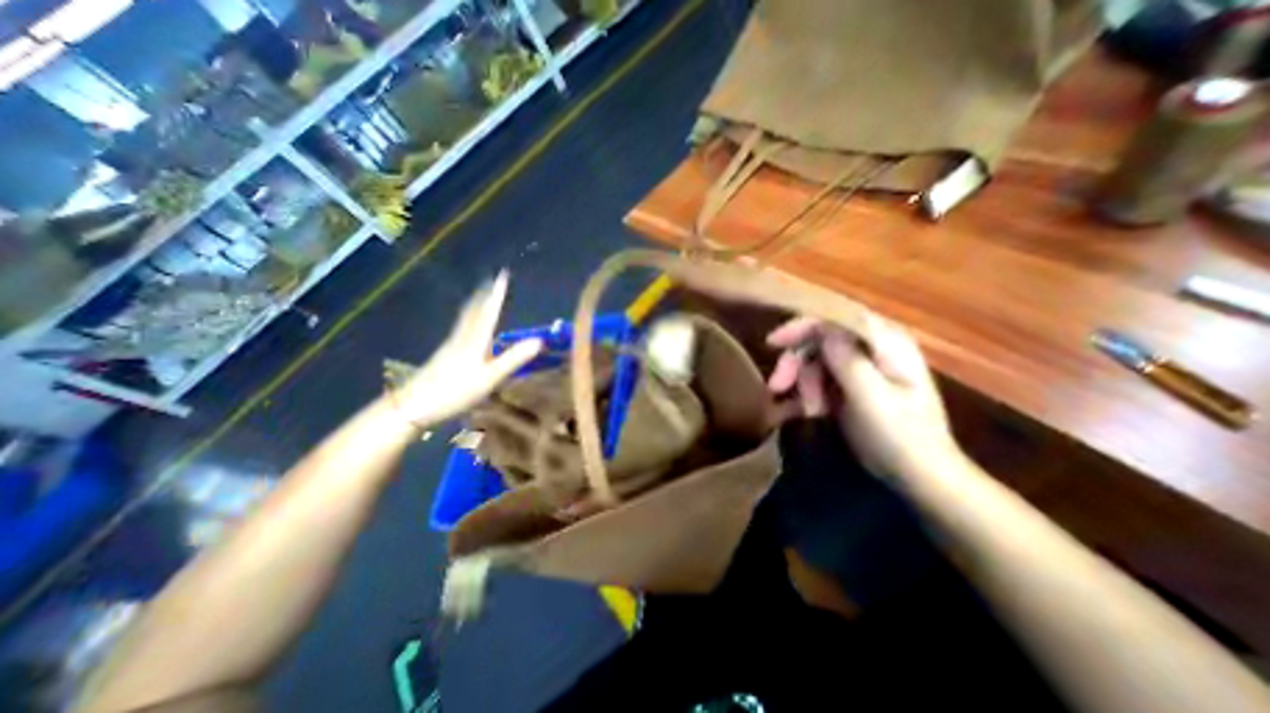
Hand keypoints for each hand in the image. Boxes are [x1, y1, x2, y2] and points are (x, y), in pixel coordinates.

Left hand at [393, 271, 540, 428]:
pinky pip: (461, 328)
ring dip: (475, 304)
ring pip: (466, 318)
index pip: (489, 311)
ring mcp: (451, 346)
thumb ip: (514, 359)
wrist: (413, 406)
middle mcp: (462, 337)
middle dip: (485, 294)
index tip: (503, 275)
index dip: (498, 294)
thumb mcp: (490, 377)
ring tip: (481, 295)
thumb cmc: (455, 391)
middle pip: (474, 310)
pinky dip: (468, 318)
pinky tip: (467, 326)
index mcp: (475, 340)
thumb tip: (539, 341)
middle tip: (492, 279)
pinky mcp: (445, 356)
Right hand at [768, 316, 957, 482]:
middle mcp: (871, 348)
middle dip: (796, 363)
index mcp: (886, 342)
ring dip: (802, 383)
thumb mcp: (873, 398)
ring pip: (814, 360)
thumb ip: (848, 360)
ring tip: (807, 412)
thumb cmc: (901, 436)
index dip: (802, 326)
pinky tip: (804, 412)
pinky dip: (806, 393)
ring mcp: (859, 367)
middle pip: (819, 340)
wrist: (918, 476)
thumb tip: (822, 329)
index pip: (837, 318)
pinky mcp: (849, 386)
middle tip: (777, 387)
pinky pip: (817, 379)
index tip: (773, 343)